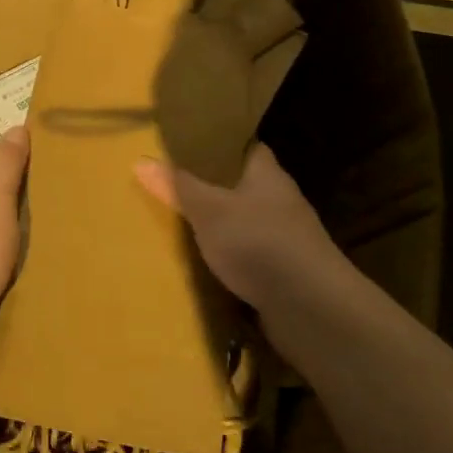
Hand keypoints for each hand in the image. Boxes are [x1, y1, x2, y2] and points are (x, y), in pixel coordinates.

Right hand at [134, 142, 343, 314]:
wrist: (311, 308)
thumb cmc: (259, 242)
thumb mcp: (209, 210)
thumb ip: (178, 186)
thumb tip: (141, 159)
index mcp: (267, 174)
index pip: (244, 146)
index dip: (218, 144)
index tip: (187, 145)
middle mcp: (281, 200)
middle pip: (243, 185)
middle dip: (213, 187)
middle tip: (174, 185)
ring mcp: (287, 238)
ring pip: (246, 222)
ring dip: (222, 225)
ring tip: (183, 224)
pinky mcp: (286, 272)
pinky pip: (250, 255)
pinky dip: (231, 258)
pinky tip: (206, 264)